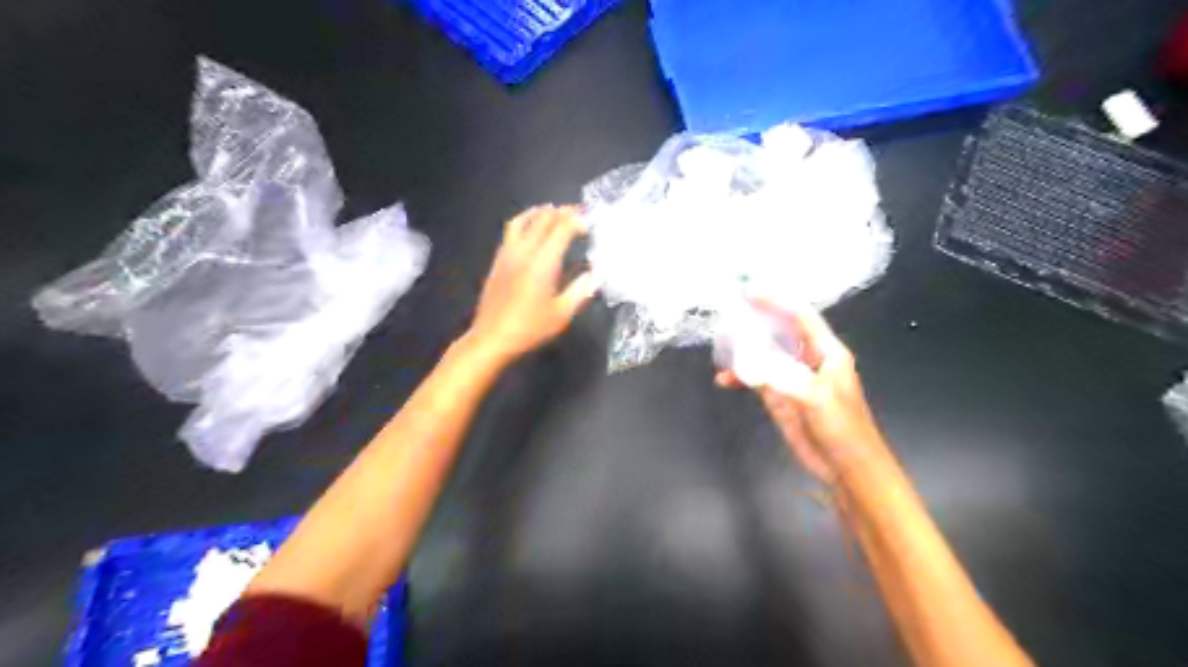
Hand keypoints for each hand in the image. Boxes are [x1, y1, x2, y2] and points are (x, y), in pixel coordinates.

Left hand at [461, 206, 594, 363]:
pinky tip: (531, 229)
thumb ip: (582, 289)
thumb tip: (597, 272)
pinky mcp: (498, 260)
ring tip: (554, 211)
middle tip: (579, 213)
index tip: (591, 226)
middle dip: (563, 212)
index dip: (578, 222)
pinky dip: (525, 221)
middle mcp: (525, 251)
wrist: (492, 338)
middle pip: (544, 219)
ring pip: (524, 220)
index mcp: (543, 262)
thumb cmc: (530, 328)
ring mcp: (508, 253)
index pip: (562, 228)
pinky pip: (511, 231)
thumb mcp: (563, 314)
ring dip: (541, 212)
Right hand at [714, 298, 889, 484]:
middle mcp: (808, 359)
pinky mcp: (781, 397)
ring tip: (720, 348)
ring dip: (743, 350)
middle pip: (779, 331)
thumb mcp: (815, 397)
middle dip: (755, 322)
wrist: (847, 467)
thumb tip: (748, 364)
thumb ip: (782, 376)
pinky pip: (757, 378)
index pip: (800, 316)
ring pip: (764, 354)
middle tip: (727, 315)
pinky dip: (741, 376)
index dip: (776, 301)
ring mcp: (792, 378)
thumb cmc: (842, 428)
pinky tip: (725, 379)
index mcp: (826, 352)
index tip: (748, 292)